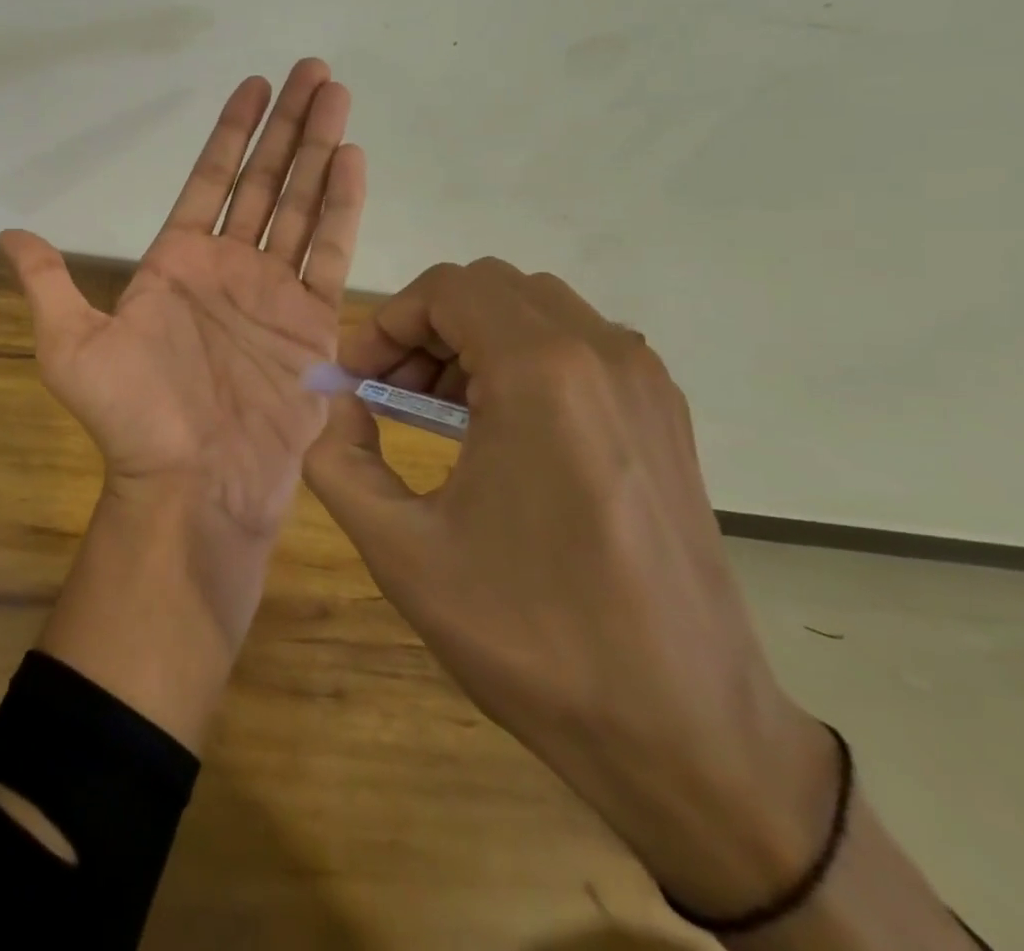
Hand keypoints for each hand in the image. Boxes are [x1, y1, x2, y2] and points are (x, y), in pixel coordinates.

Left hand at [0, 58, 363, 538]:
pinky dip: (343, 204)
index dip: (232, 132)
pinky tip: (352, 157)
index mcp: (176, 262)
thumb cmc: (132, 417)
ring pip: (301, 202)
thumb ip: (48, 283)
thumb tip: (8, 234)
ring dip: (320, 147)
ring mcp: (274, 291)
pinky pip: (330, 250)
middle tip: (314, 69)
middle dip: (288, 124)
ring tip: (338, 95)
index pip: (210, 180)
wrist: (192, 484)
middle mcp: (229, 267)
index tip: (254, 85)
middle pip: (264, 179)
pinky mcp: (313, 321)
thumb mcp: (70, 346)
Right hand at [304, 260, 833, 914]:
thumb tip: (335, 404)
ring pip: (535, 312)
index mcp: (542, 373)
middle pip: (490, 290)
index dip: (387, 324)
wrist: (687, 733)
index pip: (447, 289)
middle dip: (424, 328)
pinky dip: (520, 361)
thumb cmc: (531, 634)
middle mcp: (603, 355)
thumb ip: (338, 458)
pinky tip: (496, 432)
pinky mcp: (665, 417)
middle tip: (386, 394)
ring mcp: (646, 383)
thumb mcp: (399, 548)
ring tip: (433, 412)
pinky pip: (577, 348)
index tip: (357, 382)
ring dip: (470, 341)